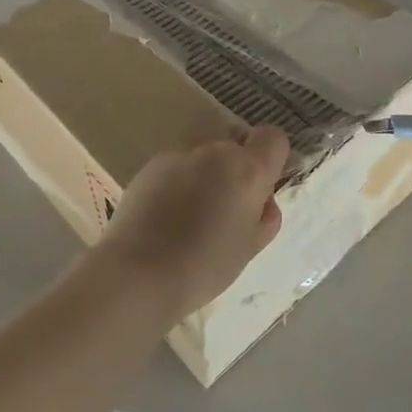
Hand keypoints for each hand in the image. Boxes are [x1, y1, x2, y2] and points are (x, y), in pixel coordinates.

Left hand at [98, 126, 291, 316]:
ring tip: (188, 217)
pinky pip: (176, 166)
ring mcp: (179, 154)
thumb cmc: (204, 267)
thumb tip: (262, 201)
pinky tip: (164, 216)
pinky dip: (177, 182)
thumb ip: (265, 217)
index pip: (273, 138)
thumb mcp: (249, 249)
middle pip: (235, 148)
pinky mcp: (151, 164)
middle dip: (234, 172)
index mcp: (247, 170)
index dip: (270, 159)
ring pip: (204, 157)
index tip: (260, 188)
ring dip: (204, 176)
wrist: (138, 272)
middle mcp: (215, 152)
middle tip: (222, 212)